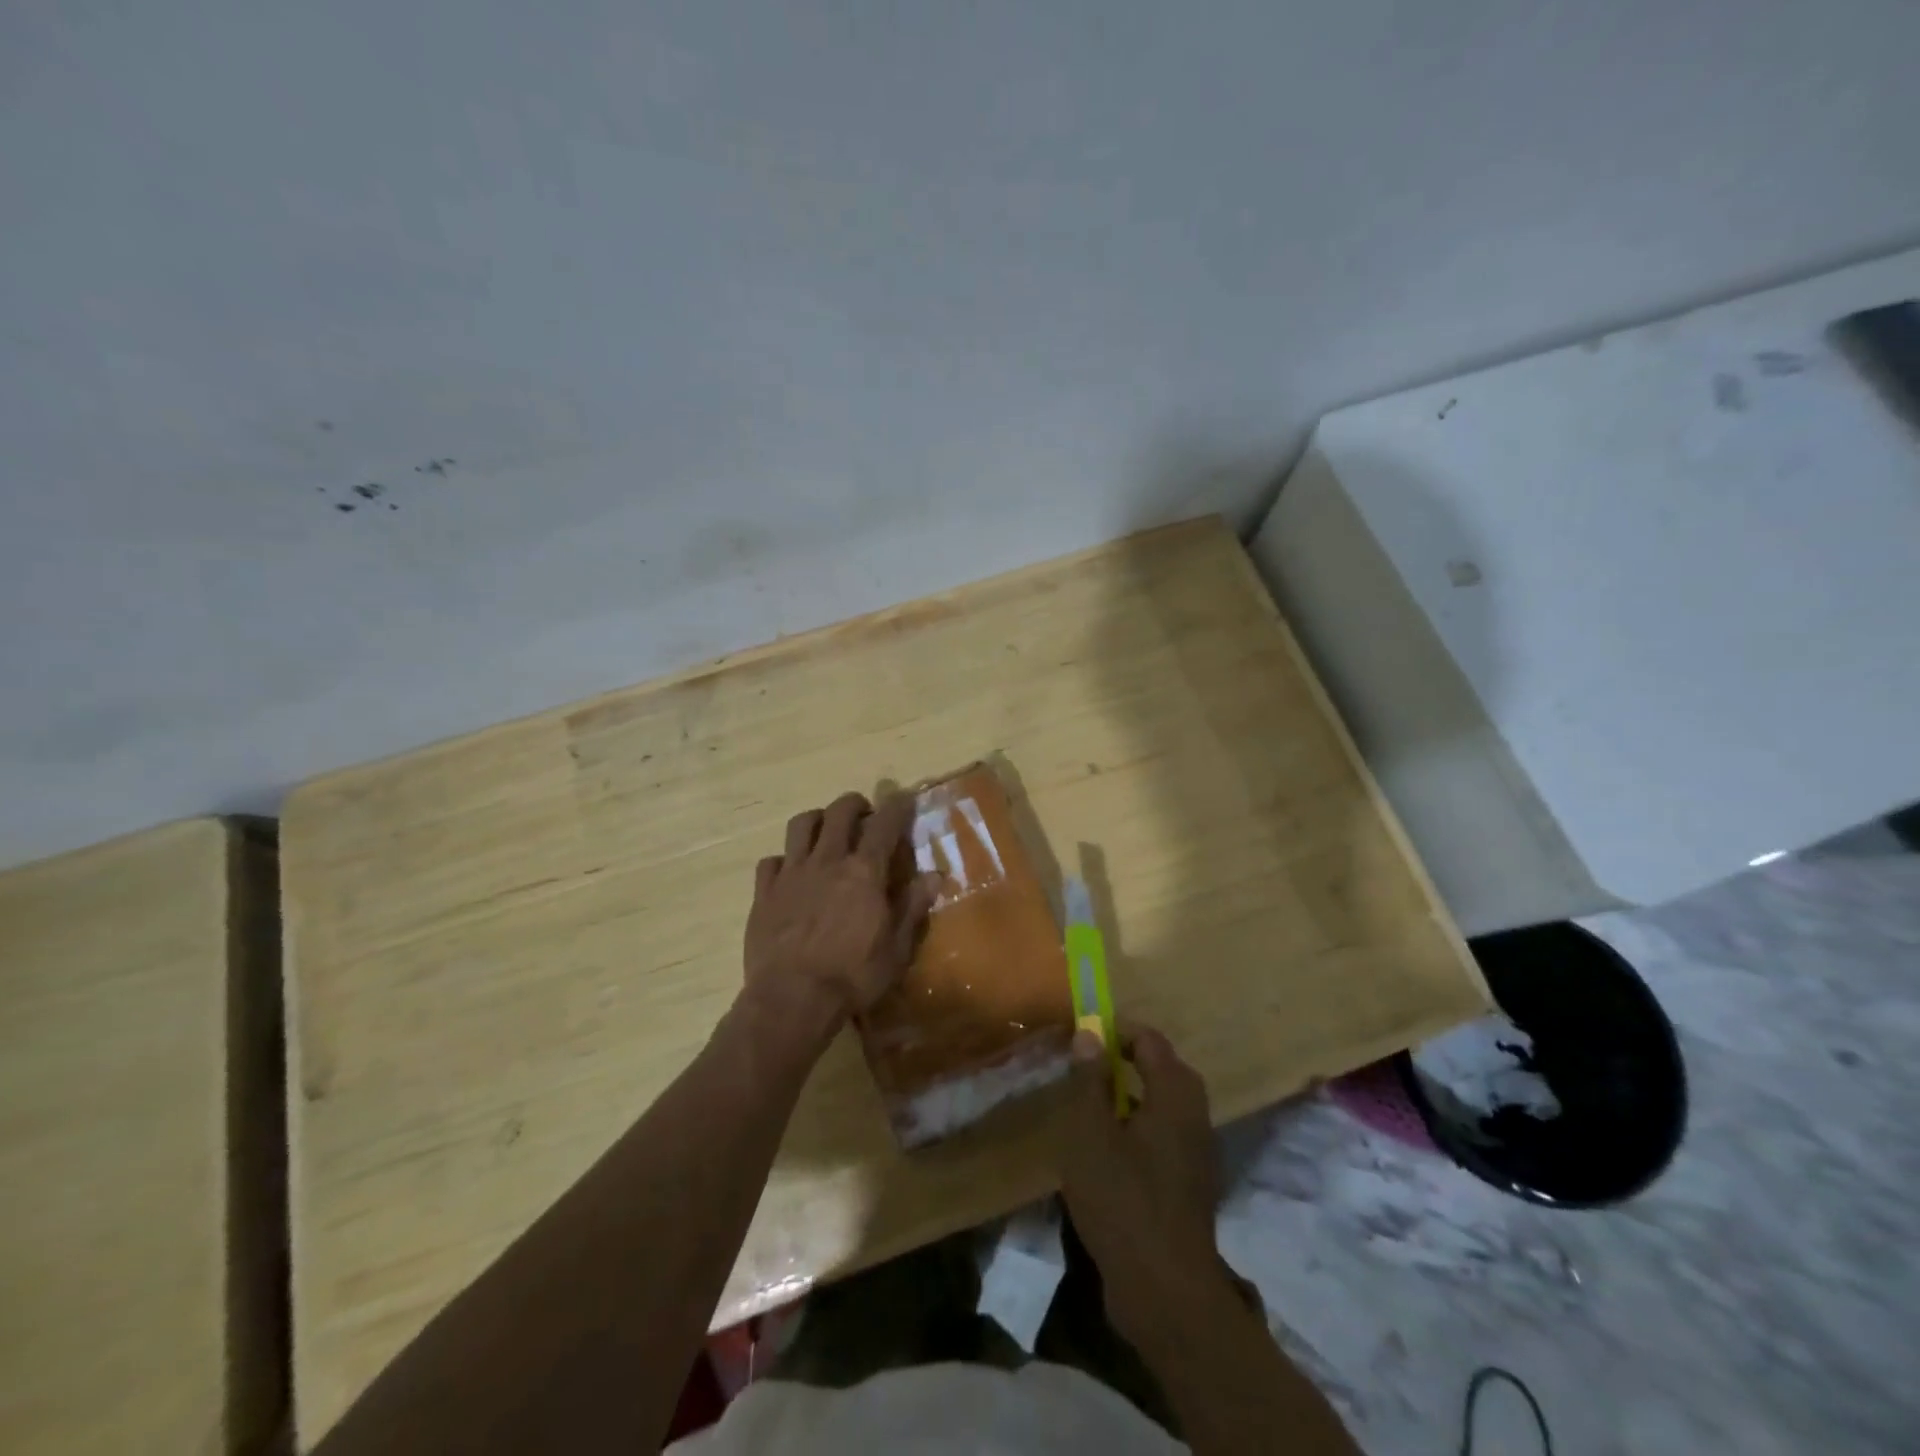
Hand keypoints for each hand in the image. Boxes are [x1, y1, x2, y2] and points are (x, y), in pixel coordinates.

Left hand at [742, 791, 937, 1033]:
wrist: (791, 999)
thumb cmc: (853, 976)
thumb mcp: (897, 949)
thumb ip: (913, 907)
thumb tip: (935, 875)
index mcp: (864, 871)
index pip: (885, 823)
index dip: (897, 806)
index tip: (903, 798)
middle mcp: (827, 861)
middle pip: (840, 811)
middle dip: (855, 804)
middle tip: (864, 814)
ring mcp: (791, 873)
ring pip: (800, 825)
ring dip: (817, 820)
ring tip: (825, 831)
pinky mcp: (764, 892)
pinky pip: (771, 861)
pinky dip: (783, 860)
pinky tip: (790, 873)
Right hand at [1057, 1023, 1231, 1346]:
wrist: (1166, 1292)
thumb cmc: (1122, 1201)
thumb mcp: (1090, 1134)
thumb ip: (1090, 1080)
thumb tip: (1090, 1035)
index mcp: (1175, 1096)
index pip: (1151, 1041)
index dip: (1117, 1031)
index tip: (1084, 1036)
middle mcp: (1195, 1116)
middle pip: (1165, 1069)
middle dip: (1128, 1060)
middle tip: (1089, 1068)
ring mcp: (1199, 1153)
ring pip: (1167, 1104)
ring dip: (1135, 1094)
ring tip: (1095, 1105)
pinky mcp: (1193, 1184)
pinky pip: (1168, 1135)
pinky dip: (1143, 1126)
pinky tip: (1113, 1150)